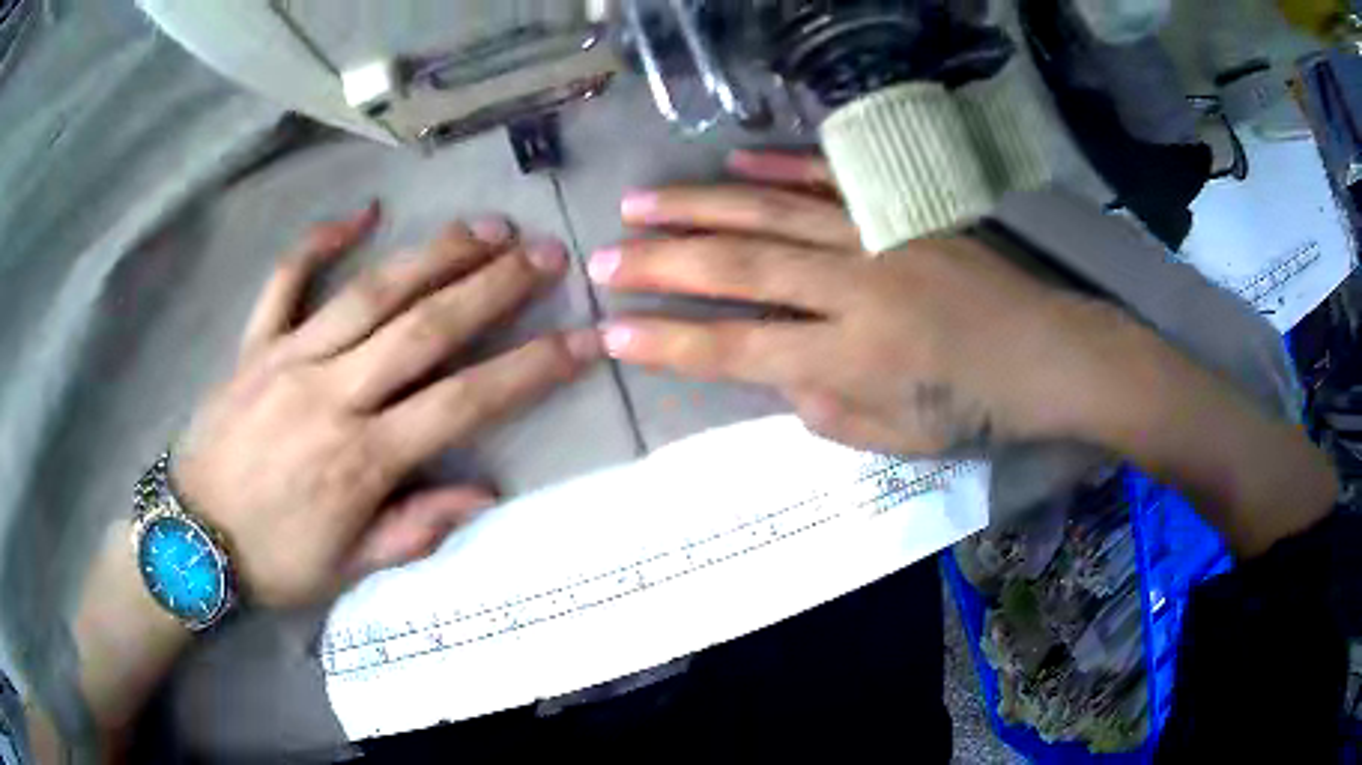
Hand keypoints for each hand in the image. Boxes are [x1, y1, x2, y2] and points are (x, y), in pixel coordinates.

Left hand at [172, 204, 599, 606]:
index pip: (464, 403)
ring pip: (371, 291)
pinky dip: (321, 242)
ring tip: (486, 226)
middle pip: (425, 327)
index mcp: (362, 459)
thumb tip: (484, 492)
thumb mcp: (348, 570)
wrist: (189, 540)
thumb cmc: (272, 561)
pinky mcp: (255, 345)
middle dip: (495, 286)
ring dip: (434, 253)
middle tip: (546, 253)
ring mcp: (289, 359)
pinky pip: (287, 280)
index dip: (531, 369)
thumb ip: (415, 529)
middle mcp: (332, 394)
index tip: (584, 340)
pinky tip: (362, 213)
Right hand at [589, 151, 1136, 455]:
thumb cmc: (973, 411)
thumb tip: (774, 371)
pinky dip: (780, 170)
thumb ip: (822, 409)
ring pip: (772, 217)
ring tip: (641, 203)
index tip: (613, 334)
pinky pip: (830, 184)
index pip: (739, 351)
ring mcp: (877, 240)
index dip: (671, 346)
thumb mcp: (894, 441)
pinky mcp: (900, 214)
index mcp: (851, 360)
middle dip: (662, 266)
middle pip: (741, 272)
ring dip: (700, 208)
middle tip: (603, 259)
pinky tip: (735, 163)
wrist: (1046, 354)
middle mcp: (854, 291)